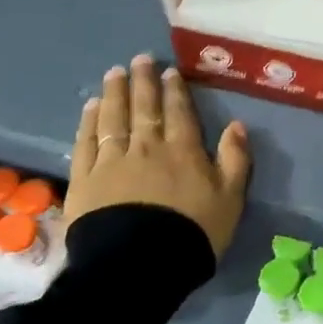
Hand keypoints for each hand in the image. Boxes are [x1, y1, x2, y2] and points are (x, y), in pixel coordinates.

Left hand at [68, 54, 250, 257]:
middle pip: (144, 108)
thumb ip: (235, 160)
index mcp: (183, 151)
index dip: (174, 90)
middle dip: (143, 81)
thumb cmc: (192, 233)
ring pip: (114, 118)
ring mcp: (112, 160)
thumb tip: (237, 125)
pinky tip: (91, 107)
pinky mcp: (85, 178)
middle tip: (139, 59)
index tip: (168, 71)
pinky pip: (87, 141)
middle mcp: (147, 147)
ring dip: (115, 93)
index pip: (179, 112)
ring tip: (114, 73)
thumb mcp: (230, 199)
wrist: (140, 264)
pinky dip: (89, 121)